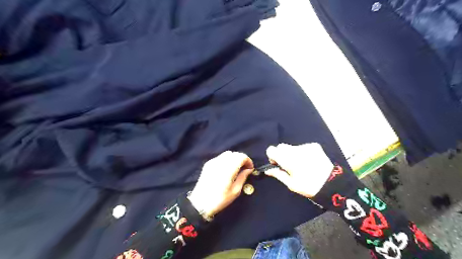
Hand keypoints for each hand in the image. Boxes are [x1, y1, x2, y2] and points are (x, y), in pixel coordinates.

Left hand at [187, 150, 254, 219]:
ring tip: (235, 169)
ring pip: (227, 154)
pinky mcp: (208, 164)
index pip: (241, 156)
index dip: (248, 160)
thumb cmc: (220, 199)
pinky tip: (226, 170)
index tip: (250, 168)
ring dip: (234, 159)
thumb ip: (243, 177)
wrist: (200, 203)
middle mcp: (220, 162)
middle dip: (241, 159)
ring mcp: (213, 162)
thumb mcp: (235, 191)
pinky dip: (226, 160)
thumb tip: (249, 169)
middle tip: (244, 169)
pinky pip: (220, 157)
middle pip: (235, 154)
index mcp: (228, 169)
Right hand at [265, 143, 333, 196]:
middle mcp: (295, 150)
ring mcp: (305, 146)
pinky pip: (302, 146)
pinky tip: (309, 161)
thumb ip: (278, 174)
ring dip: (292, 153)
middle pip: (281, 146)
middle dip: (282, 154)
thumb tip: (267, 170)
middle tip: (289, 165)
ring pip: (292, 147)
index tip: (277, 163)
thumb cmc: (308, 186)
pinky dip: (302, 152)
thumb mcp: (291, 184)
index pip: (271, 149)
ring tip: (301, 164)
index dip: (272, 156)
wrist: (331, 184)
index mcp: (287, 160)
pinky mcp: (314, 146)